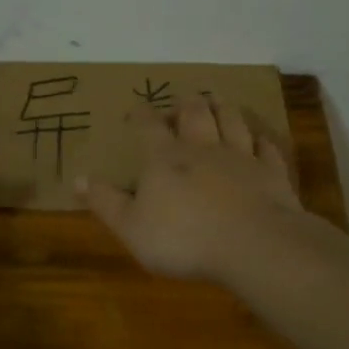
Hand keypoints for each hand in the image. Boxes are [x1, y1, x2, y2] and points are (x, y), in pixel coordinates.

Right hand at [78, 94, 303, 281]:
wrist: (253, 245)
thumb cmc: (183, 239)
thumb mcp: (131, 227)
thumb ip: (105, 202)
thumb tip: (77, 178)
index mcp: (165, 158)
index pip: (149, 125)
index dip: (141, 114)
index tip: (136, 111)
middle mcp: (203, 148)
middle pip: (195, 111)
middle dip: (185, 103)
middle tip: (181, 105)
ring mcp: (241, 157)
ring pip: (232, 119)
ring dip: (222, 109)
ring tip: (216, 104)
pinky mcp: (271, 173)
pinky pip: (266, 148)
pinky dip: (260, 141)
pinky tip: (259, 140)